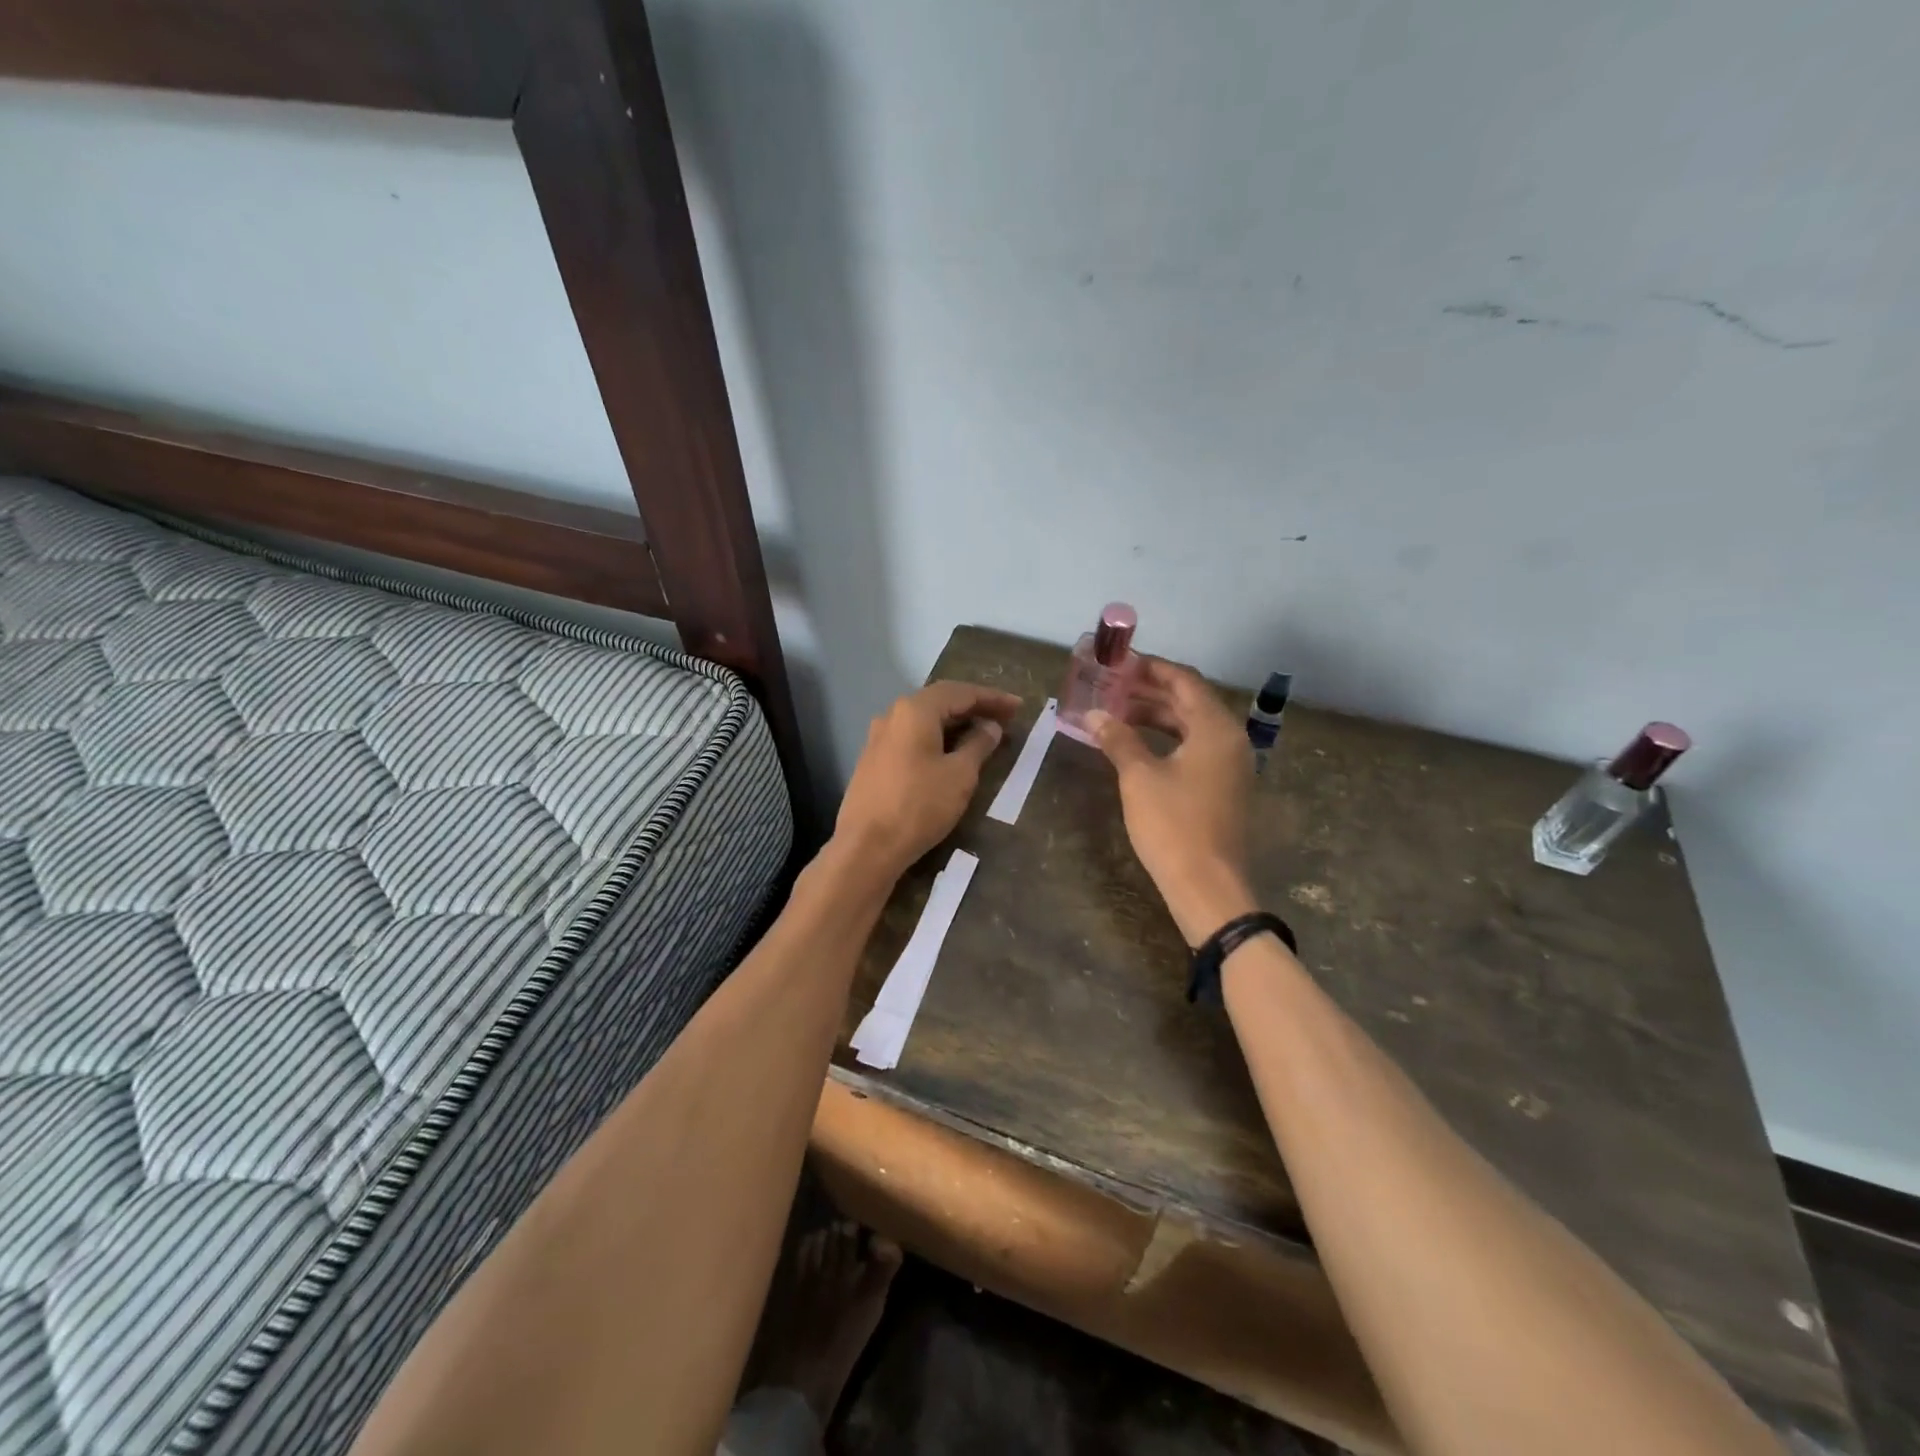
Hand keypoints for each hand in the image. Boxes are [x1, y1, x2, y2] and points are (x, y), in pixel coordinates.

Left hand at [835, 680, 1021, 878]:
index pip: (960, 693)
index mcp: (915, 710)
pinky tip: (951, 753)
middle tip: (1004, 718)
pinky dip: (936, 739)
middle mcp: (893, 715)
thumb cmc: (919, 806)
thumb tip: (990, 727)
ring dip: (955, 724)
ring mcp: (879, 738)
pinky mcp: (873, 761)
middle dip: (974, 708)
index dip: (992, 698)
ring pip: (924, 721)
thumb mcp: (959, 775)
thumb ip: (978, 745)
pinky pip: (912, 739)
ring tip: (982, 735)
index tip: (1018, 706)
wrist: (866, 847)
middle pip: (940, 702)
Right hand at [1088, 658, 1257, 945]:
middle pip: (1190, 702)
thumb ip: (1118, 739)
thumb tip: (1094, 715)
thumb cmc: (1173, 825)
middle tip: (1111, 686)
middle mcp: (1230, 740)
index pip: (1184, 681)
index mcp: (1216, 728)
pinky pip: (1194, 749)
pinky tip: (1137, 746)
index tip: (1120, 663)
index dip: (1152, 668)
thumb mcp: (1139, 777)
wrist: (1208, 886)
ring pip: (1191, 727)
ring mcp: (1230, 766)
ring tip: (1116, 713)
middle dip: (1150, 692)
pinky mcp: (1223, 788)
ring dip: (1156, 716)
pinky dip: (1166, 740)